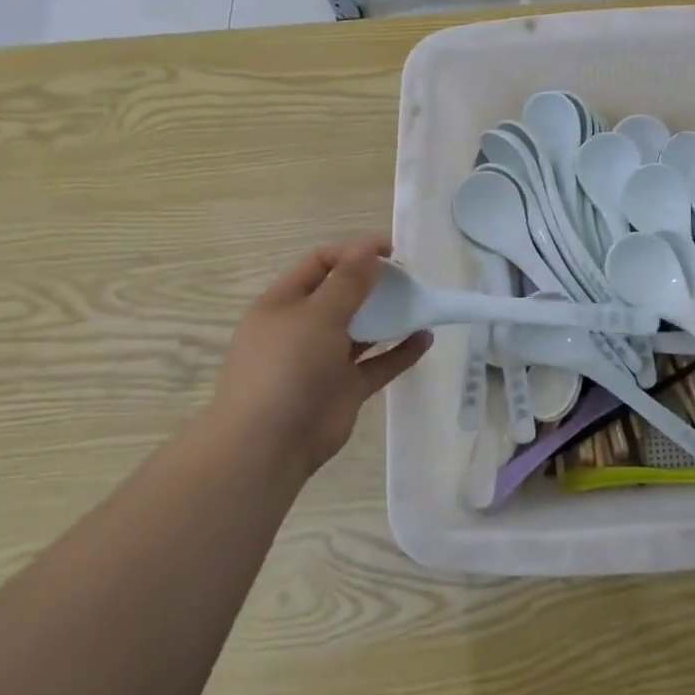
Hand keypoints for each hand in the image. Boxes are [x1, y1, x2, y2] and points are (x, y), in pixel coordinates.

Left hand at [206, 236, 430, 481]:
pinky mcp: (345, 389)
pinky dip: (401, 351)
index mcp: (283, 304)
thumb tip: (370, 251)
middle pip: (342, 294)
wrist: (269, 444)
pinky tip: (425, 338)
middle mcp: (302, 328)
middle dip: (374, 282)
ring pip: (362, 330)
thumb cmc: (287, 368)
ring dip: (389, 316)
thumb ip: (348, 283)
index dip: (353, 251)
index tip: (391, 249)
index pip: (320, 264)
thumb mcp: (317, 315)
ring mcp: (324, 360)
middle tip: (409, 277)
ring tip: (420, 303)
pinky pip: (378, 364)